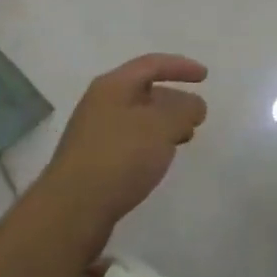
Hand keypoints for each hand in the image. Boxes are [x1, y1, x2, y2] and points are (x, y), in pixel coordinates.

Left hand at [39, 54, 207, 242]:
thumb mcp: (162, 126)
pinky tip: (158, 161)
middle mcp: (100, 104)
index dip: (180, 67)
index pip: (151, 64)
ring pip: (137, 119)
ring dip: (163, 124)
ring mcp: (94, 134)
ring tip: (184, 138)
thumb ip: (184, 110)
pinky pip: (129, 142)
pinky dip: (150, 144)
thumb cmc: (119, 157)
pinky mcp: (93, 163)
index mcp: (112, 85)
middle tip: (197, 115)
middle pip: (143, 91)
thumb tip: (194, 106)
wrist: (71, 211)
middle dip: (174, 99)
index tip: (205, 77)